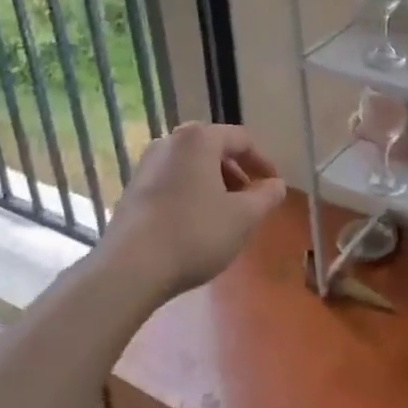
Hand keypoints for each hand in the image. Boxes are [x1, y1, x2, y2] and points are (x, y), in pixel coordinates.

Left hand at [101, 122, 287, 299]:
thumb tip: (277, 184)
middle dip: (236, 172)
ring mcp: (146, 165)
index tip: (273, 185)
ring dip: (213, 184)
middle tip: (251, 199)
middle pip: (213, 149)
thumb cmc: (195, 233)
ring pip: (191, 166)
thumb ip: (266, 197)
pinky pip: (172, 181)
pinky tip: (196, 224)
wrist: (130, 268)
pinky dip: (191, 193)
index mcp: (198, 139)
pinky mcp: (133, 189)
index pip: (240, 139)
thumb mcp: (243, 218)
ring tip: (226, 214)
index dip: (262, 161)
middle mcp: (170, 142)